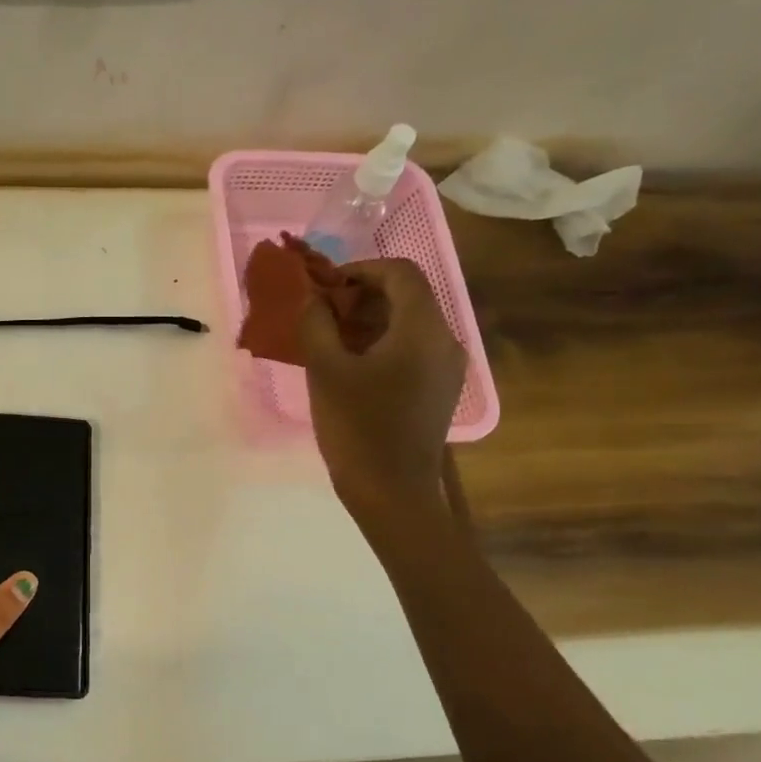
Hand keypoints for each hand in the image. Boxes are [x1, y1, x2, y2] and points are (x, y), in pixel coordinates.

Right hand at [300, 258, 465, 528]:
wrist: (393, 492)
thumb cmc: (358, 427)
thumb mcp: (326, 371)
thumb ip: (316, 324)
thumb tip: (313, 298)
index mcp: (423, 329)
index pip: (401, 272)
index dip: (361, 269)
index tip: (326, 287)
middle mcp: (445, 340)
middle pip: (407, 296)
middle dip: (362, 297)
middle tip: (322, 315)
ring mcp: (447, 368)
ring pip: (409, 324)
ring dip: (370, 321)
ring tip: (330, 342)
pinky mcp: (439, 390)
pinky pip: (412, 350)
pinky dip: (382, 345)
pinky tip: (351, 368)